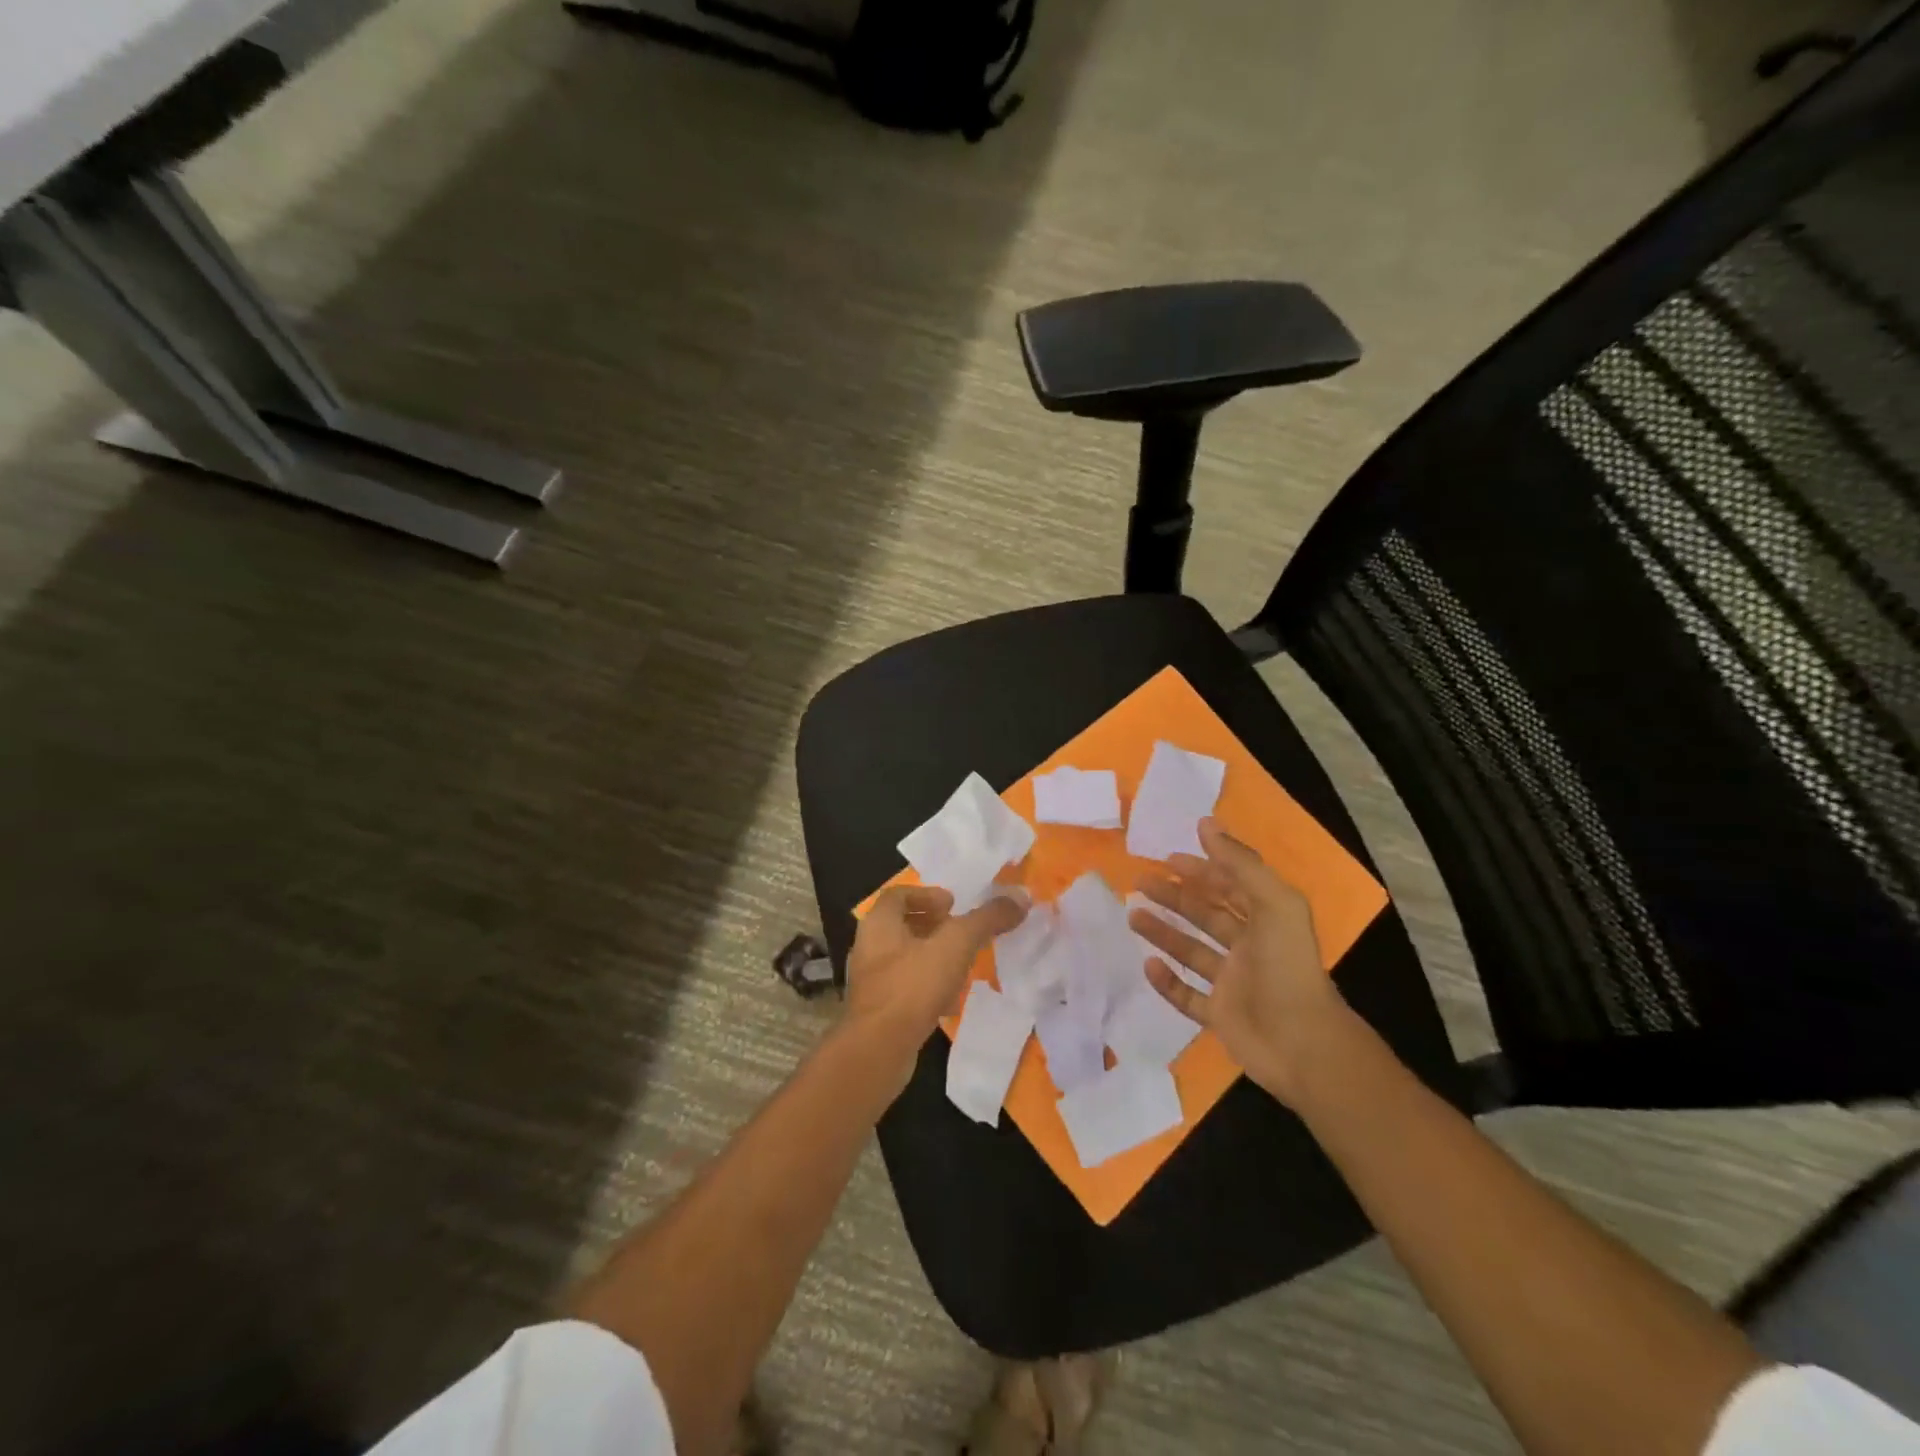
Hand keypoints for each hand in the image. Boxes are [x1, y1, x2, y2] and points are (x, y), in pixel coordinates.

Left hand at [844, 884, 1027, 1087]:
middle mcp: (869, 947)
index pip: (898, 894)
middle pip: (902, 926)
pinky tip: (951, 1000)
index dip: (927, 895)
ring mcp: (872, 982)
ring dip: (933, 957)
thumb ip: (987, 918)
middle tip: (962, 932)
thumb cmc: (913, 985)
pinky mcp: (879, 1011)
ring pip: (905, 958)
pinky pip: (906, 989)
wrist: (879, 1050)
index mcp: (879, 924)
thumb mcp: (956, 944)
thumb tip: (1021, 895)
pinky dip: (929, 987)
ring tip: (963, 964)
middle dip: (934, 926)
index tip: (953, 905)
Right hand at [1127, 818, 1351, 1106]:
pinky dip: (1167, 981)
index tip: (1168, 859)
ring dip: (1163, 933)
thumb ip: (1240, 864)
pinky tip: (1148, 965)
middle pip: (1206, 916)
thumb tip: (1205, 825)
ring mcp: (1233, 984)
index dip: (1202, 870)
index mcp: (1266, 921)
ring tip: (1132, 915)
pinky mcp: (1220, 1016)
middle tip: (1139, 882)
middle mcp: (1249, 948)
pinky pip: (1187, 995)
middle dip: (1174, 897)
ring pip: (1192, 952)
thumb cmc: (1286, 967)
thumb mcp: (1273, 903)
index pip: (1230, 888)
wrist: (1302, 1045)